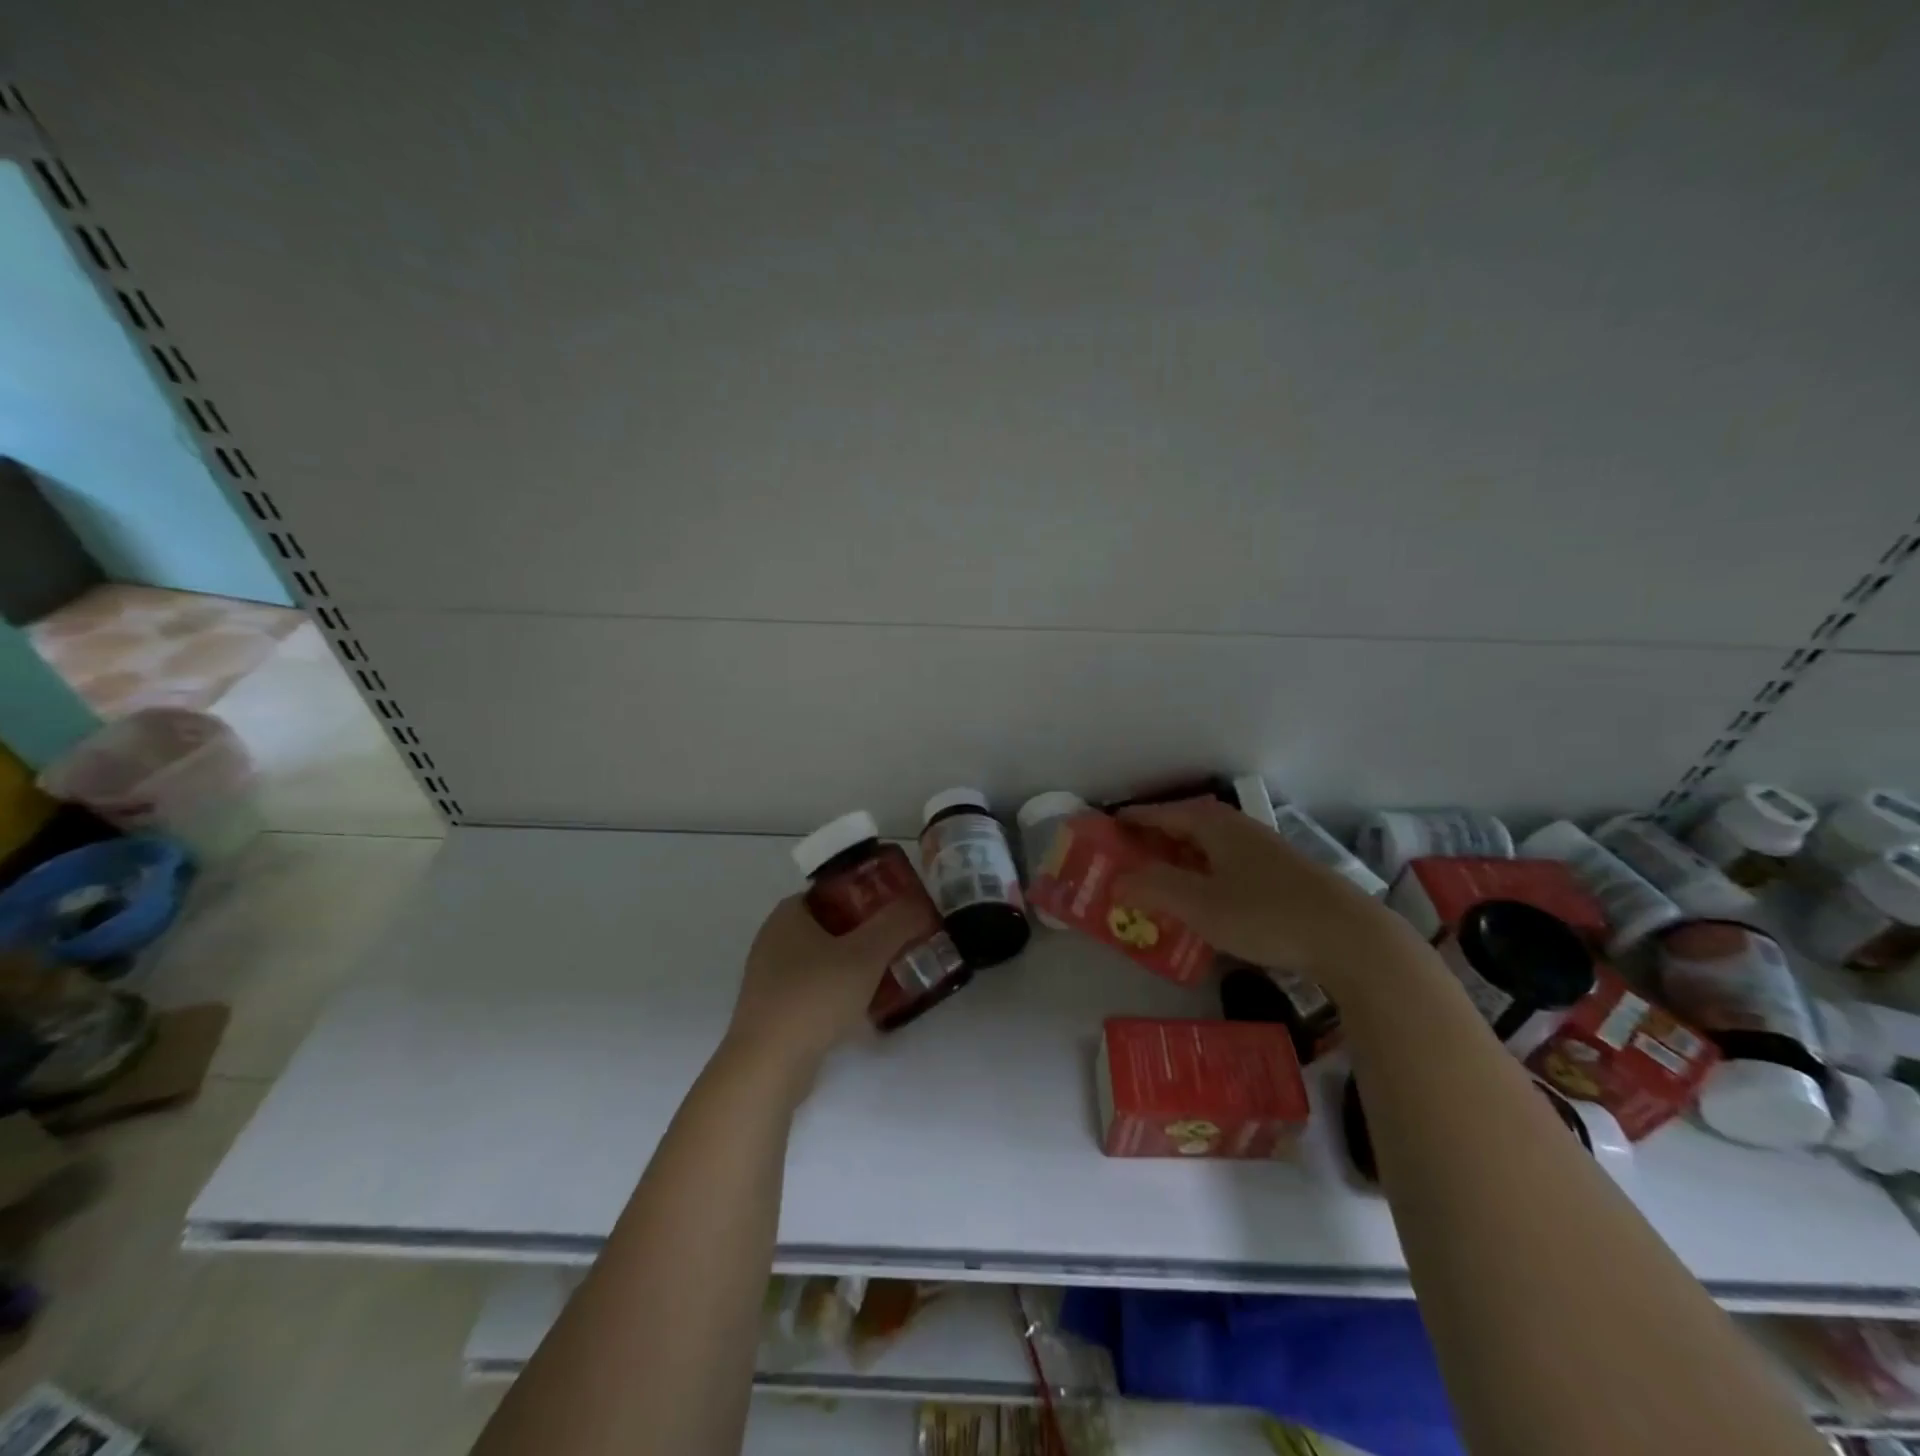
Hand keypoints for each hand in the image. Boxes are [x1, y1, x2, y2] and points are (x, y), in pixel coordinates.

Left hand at [725, 894, 924, 1080]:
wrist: (767, 1066)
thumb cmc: (815, 996)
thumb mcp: (866, 954)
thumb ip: (896, 924)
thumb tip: (918, 904)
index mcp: (789, 914)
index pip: (834, 890)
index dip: (868, 894)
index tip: (898, 909)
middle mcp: (774, 938)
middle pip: (831, 925)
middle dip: (867, 933)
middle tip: (901, 941)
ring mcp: (770, 976)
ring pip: (824, 959)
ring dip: (855, 965)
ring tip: (892, 973)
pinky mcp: (774, 1010)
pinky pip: (815, 988)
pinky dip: (840, 992)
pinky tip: (865, 1006)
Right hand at [1113, 798, 1419, 995]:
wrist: (1349, 938)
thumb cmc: (1265, 914)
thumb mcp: (1198, 904)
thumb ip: (1152, 889)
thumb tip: (1115, 881)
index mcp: (1211, 823)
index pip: (1158, 814)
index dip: (1127, 822)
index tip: (1100, 831)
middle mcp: (1234, 827)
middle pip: (1180, 828)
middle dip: (1149, 844)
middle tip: (1119, 863)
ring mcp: (1259, 850)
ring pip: (1203, 849)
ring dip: (1175, 863)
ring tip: (1150, 885)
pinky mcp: (1277, 875)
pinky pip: (1222, 867)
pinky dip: (1199, 877)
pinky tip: (1198, 902)